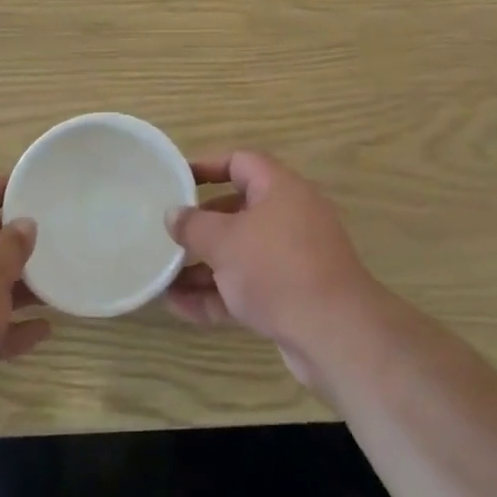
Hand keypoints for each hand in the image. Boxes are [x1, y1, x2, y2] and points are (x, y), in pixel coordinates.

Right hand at [165, 151, 388, 390]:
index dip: (207, 166)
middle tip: (168, 233)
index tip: (175, 178)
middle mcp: (289, 216)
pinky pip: (247, 286)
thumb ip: (194, 225)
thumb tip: (173, 213)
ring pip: (240, 253)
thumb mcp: (225, 241)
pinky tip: (180, 306)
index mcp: (280, 188)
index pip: (240, 162)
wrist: (334, 333)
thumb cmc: (276, 269)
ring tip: (162, 276)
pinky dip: (217, 293)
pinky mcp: (291, 294)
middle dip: (201, 225)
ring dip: (203, 265)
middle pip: (238, 210)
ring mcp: (292, 257)